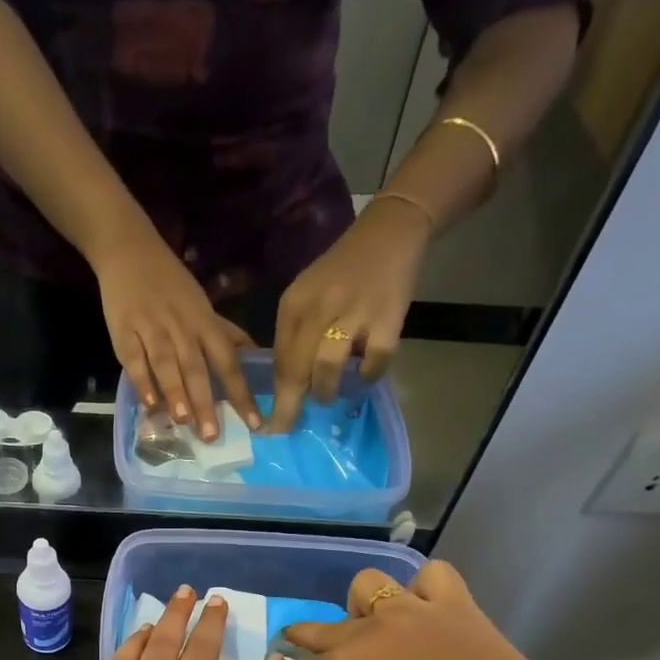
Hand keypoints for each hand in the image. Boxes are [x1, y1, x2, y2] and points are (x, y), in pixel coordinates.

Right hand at [91, 226, 259, 440]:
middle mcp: (182, 327)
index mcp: (204, 323)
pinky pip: (134, 359)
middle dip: (206, 402)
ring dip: (176, 392)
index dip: (241, 393)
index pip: (228, 361)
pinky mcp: (124, 330)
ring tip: (184, 421)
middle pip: (197, 367)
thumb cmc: (171, 283)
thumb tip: (256, 357)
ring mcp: (152, 328)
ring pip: (167, 363)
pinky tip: (149, 404)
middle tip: (212, 435)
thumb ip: (226, 334)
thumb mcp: (203, 305)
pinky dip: (142, 381)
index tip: (254, 423)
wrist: (129, 249)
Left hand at [269, 197, 429, 432]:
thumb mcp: (307, 295)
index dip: (275, 396)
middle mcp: (320, 308)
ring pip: (327, 368)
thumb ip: (295, 335)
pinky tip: (365, 376)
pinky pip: (373, 362)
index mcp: (294, 304)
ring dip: (325, 391)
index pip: (278, 360)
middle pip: (297, 369)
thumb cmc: (342, 271)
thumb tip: (287, 385)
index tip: (269, 424)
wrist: (389, 231)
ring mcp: (355, 313)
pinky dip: (368, 376)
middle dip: (290, 407)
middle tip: (288, 429)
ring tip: (328, 396)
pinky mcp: (388, 318)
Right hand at [286, 561, 591, 659]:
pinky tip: (426, 609)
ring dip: (364, 604)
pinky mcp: (452, 602)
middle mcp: (368, 629)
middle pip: (327, 625)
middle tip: (314, 646)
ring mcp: (411, 609)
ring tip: (376, 625)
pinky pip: (431, 575)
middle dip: (310, 635)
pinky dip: (424, 588)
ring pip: (368, 584)